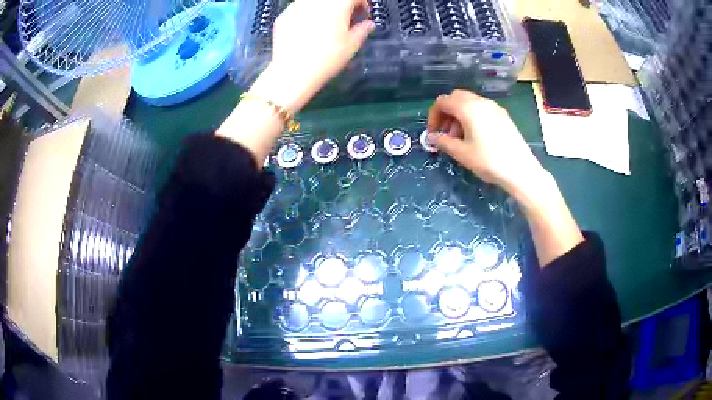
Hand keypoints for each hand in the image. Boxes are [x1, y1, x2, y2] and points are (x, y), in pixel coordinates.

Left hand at [249, 0, 373, 112]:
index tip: (363, 15)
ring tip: (325, 22)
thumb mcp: (351, 46)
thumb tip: (368, 24)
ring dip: (324, 7)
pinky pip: (299, 8)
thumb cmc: (327, 58)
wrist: (292, 71)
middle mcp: (317, 1)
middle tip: (345, 18)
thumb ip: (362, 30)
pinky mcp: (284, 15)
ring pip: (315, 1)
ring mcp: (297, 5)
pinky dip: (307, 13)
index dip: (363, 4)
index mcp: (338, 4)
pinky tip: (307, 29)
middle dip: (343, 5)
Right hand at [427, 90, 547, 197]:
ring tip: (459, 138)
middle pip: (456, 98)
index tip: (432, 133)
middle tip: (445, 133)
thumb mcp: (462, 153)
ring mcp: (494, 107)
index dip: (433, 116)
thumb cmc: (488, 161)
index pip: (442, 102)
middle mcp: (481, 102)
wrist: (521, 170)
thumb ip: (443, 142)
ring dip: (459, 115)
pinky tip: (475, 137)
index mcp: (468, 108)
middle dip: (446, 113)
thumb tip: (432, 137)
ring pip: (469, 103)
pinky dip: (472, 117)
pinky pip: (482, 109)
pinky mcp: (503, 115)